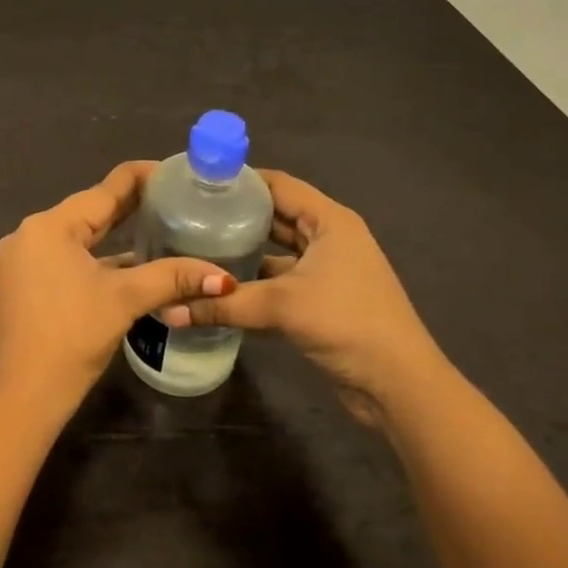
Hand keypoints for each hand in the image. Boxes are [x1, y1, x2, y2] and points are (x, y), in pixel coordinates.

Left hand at [0, 161, 230, 426]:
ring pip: (78, 237)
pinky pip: (66, 257)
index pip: (105, 189)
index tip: (177, 172)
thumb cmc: (71, 337)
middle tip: (176, 198)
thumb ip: (172, 278)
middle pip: (90, 211)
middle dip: (132, 207)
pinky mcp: (23, 283)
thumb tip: (224, 277)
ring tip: (159, 225)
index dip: (143, 178)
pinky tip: (127, 263)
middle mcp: (31, 233)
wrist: (21, 397)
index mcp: (50, 225)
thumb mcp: (124, 300)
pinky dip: (96, 258)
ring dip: (114, 234)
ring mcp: (22, 260)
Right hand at [166, 169, 449, 425]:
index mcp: (328, 220)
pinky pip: (281, 278)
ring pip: (277, 250)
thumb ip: (223, 304)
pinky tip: (219, 287)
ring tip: (196, 246)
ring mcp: (327, 269)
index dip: (240, 181)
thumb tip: (168, 310)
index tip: (198, 183)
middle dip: (236, 215)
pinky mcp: (323, 299)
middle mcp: (329, 237)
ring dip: (244, 251)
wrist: (400, 386)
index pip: (278, 184)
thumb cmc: (347, 324)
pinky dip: (254, 281)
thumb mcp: (281, 306)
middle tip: (189, 214)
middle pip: (276, 215)